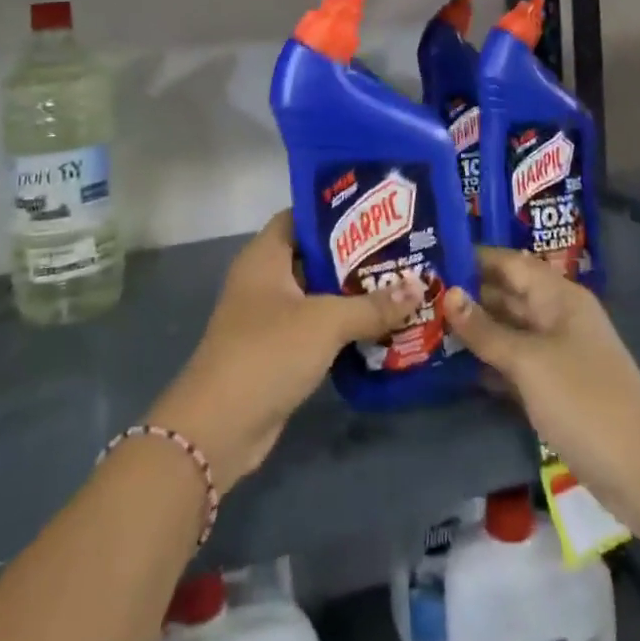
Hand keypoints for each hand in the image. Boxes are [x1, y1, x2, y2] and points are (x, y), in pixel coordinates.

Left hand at [145, 211, 425, 484]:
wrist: (219, 429)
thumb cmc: (267, 353)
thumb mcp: (325, 322)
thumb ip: (372, 305)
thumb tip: (420, 286)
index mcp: (265, 256)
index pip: (301, 216)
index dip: (336, 211)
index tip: (377, 212)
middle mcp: (264, 279)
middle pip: (313, 255)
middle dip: (354, 255)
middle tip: (400, 248)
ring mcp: (269, 317)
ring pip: (317, 293)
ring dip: (352, 293)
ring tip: (399, 283)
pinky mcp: (277, 351)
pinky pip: (316, 326)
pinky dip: (342, 325)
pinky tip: (379, 325)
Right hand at [444, 247, 639, 534]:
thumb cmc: (583, 400)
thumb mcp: (528, 361)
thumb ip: (485, 330)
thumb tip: (448, 294)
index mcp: (558, 296)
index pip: (509, 263)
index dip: (472, 258)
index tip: (430, 256)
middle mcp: (558, 316)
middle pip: (508, 294)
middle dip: (468, 294)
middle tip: (419, 294)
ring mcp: (559, 354)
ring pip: (510, 330)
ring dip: (475, 330)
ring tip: (427, 325)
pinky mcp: (557, 388)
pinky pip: (516, 363)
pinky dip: (490, 362)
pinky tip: (456, 367)